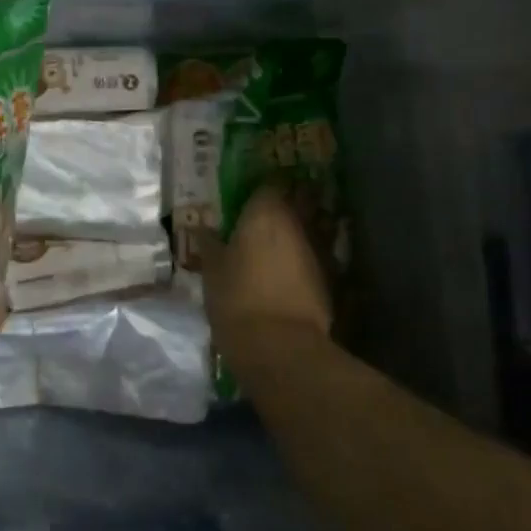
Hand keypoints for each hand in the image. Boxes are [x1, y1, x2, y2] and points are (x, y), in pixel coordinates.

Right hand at [199, 183, 332, 381]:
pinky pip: (312, 257)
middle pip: (293, 203)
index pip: (268, 183)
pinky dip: (300, 260)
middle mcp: (297, 222)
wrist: (280, 347)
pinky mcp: (329, 278)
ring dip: (292, 235)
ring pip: (305, 230)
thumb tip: (201, 228)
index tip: (245, 197)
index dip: (258, 189)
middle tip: (257, 221)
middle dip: (280, 209)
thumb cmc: (236, 298)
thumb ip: (209, 243)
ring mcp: (317, 250)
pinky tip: (284, 274)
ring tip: (270, 248)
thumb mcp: (212, 269)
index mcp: (266, 212)